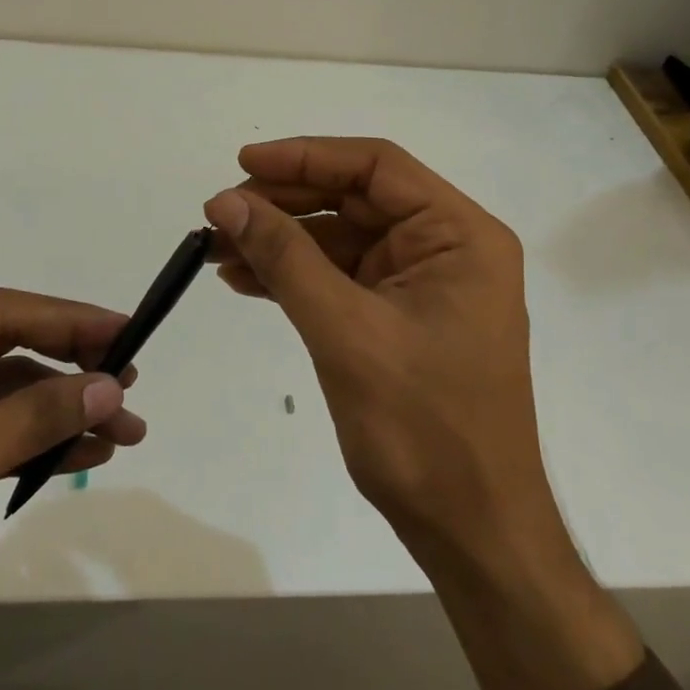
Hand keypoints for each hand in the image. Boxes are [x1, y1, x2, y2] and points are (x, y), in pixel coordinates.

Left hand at [0, 291, 144, 689]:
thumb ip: (29, 419)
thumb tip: (112, 387)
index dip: (68, 320)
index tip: (126, 330)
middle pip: (7, 350)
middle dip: (71, 370)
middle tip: (130, 386)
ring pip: (6, 394)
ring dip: (61, 412)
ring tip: (124, 431)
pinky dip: (34, 443)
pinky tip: (82, 453)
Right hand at [204, 138, 640, 689]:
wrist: (471, 531)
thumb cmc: (423, 429)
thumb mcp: (347, 332)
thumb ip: (286, 258)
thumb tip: (227, 201)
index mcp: (459, 234)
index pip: (376, 167)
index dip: (306, 157)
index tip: (244, 162)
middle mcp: (446, 246)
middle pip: (354, 199)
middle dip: (285, 203)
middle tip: (221, 213)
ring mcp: (423, 282)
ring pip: (341, 237)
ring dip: (281, 240)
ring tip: (218, 249)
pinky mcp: (400, 316)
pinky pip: (340, 276)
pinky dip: (294, 275)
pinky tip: (245, 278)